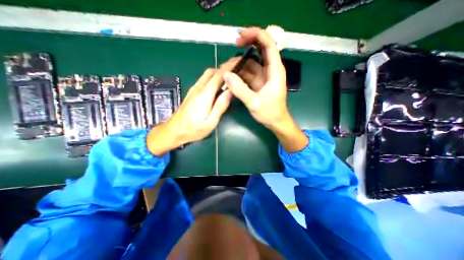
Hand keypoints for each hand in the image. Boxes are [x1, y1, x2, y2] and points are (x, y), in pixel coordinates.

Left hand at [148, 66, 233, 156]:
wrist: (174, 131)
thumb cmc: (194, 129)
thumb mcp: (211, 122)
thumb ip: (220, 106)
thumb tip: (230, 91)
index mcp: (205, 95)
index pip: (219, 75)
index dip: (229, 67)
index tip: (238, 62)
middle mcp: (198, 88)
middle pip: (212, 71)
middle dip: (224, 68)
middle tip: (235, 71)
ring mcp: (193, 90)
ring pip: (207, 75)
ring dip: (218, 73)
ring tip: (229, 78)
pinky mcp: (191, 93)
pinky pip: (203, 80)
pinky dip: (212, 78)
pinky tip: (218, 86)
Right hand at [222, 27, 288, 128]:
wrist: (276, 122)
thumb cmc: (270, 113)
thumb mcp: (254, 103)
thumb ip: (240, 90)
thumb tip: (226, 75)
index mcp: (274, 71)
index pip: (268, 45)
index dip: (256, 35)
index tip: (240, 36)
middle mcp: (270, 70)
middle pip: (260, 49)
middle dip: (247, 44)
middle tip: (233, 44)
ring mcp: (264, 76)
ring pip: (251, 62)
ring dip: (240, 62)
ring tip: (228, 66)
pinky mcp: (258, 82)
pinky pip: (248, 73)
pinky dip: (240, 72)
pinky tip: (232, 75)